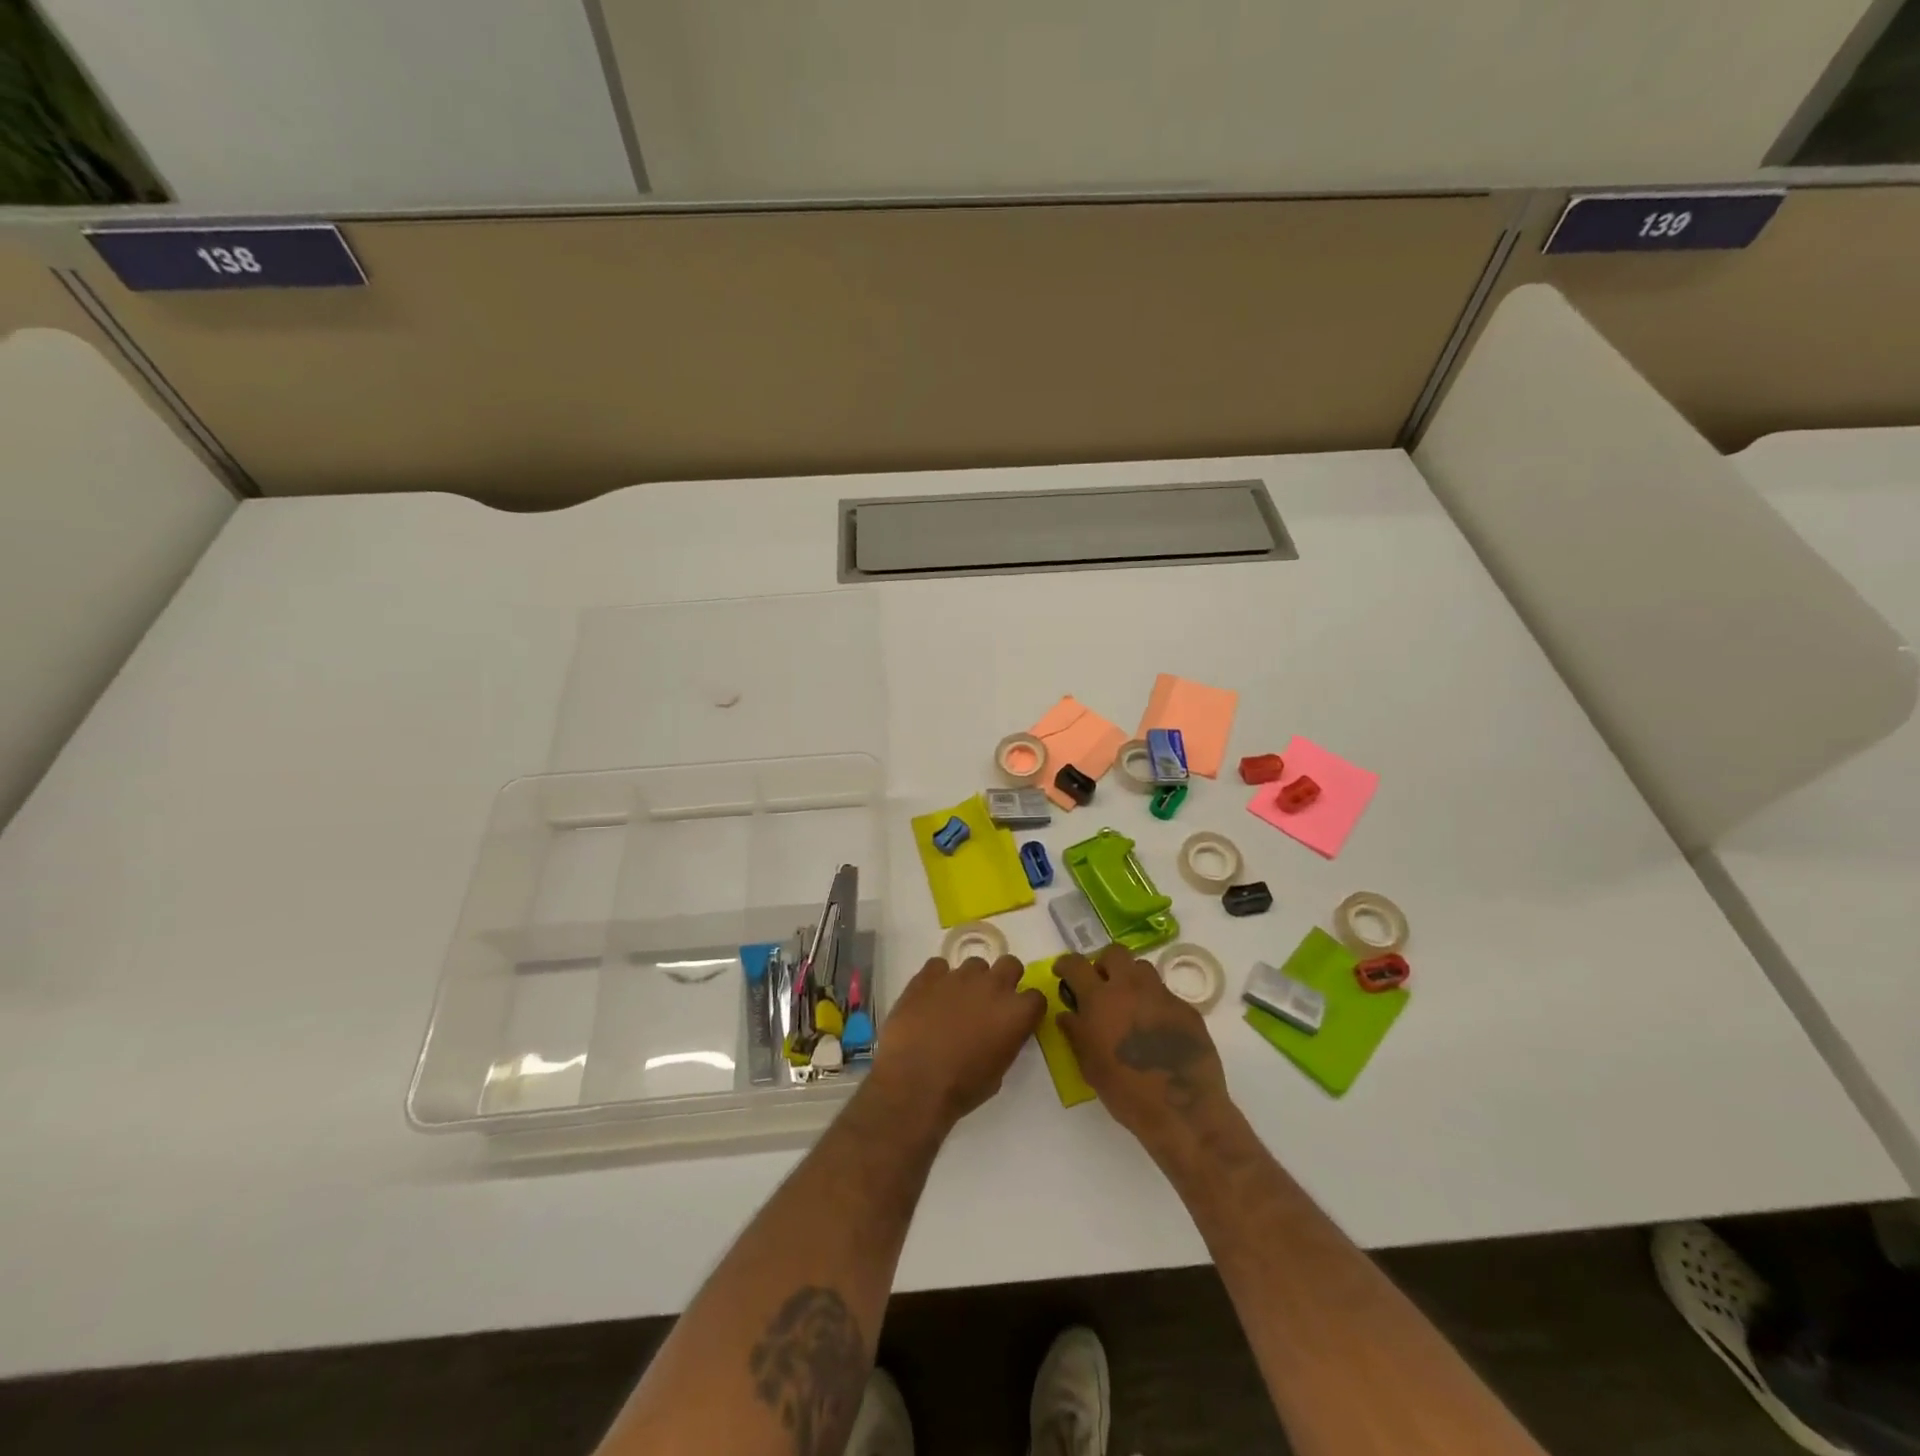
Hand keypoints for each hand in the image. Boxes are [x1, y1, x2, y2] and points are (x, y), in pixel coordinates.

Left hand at [869, 955, 1044, 1128]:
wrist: (914, 1082)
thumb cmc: (960, 1088)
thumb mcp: (997, 1074)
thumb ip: (1005, 1043)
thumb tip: (999, 1033)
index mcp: (1015, 1013)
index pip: (1036, 997)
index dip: (1027, 1008)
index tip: (1017, 1019)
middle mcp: (992, 986)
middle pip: (1011, 964)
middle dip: (1005, 979)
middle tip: (990, 1002)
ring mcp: (959, 976)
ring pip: (975, 964)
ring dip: (971, 980)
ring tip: (955, 1002)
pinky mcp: (929, 975)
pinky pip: (939, 966)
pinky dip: (938, 979)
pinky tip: (930, 998)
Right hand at [1057, 945, 1229, 1156]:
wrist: (1182, 1109)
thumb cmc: (1126, 1091)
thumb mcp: (1089, 1065)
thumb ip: (1075, 1033)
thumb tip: (1068, 1014)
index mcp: (1100, 999)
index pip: (1076, 964)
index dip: (1066, 964)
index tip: (1063, 971)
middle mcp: (1131, 987)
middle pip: (1114, 952)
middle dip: (1104, 964)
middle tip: (1102, 986)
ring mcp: (1162, 995)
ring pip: (1143, 968)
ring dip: (1131, 979)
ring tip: (1130, 1004)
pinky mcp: (1186, 1009)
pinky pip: (1165, 994)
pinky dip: (1155, 1004)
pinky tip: (1156, 1029)